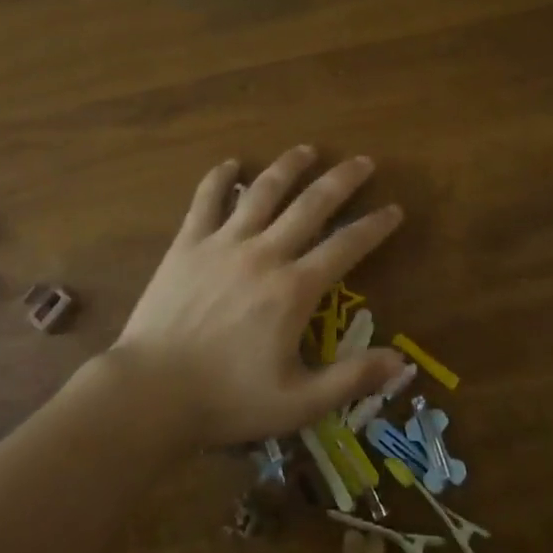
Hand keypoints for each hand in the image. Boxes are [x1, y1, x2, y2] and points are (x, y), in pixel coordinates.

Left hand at [107, 146, 406, 449]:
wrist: (151, 392)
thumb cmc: (227, 400)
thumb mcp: (298, 403)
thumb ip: (351, 379)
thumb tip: (400, 362)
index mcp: (294, 289)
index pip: (346, 246)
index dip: (374, 226)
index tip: (394, 209)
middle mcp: (264, 253)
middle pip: (311, 205)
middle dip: (341, 180)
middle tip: (362, 161)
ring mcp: (223, 243)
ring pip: (262, 192)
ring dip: (288, 167)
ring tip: (307, 149)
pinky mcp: (188, 244)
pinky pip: (206, 200)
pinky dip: (219, 178)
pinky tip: (231, 163)